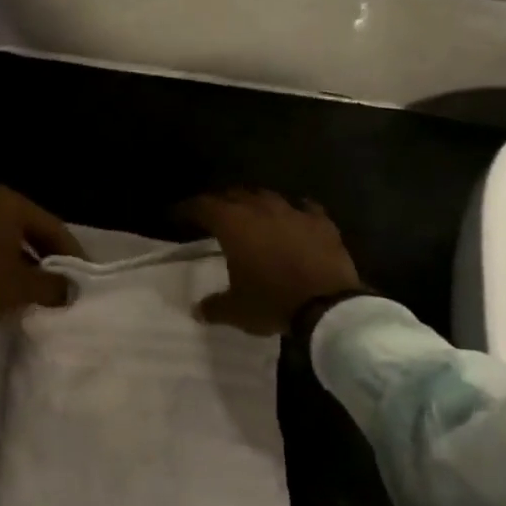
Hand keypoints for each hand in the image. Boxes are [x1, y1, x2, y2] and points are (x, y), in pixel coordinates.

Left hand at [0, 185, 83, 324]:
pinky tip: (19, 288)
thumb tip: (72, 291)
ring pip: (14, 242)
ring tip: (46, 289)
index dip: (72, 254)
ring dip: (30, 264)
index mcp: (11, 203)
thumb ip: (55, 285)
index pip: (54, 227)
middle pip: (34, 232)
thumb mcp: (25, 286)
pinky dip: (9, 266)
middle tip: (68, 282)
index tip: (86, 277)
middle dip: (51, 258)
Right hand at [179, 189, 362, 334]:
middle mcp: (260, 209)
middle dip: (220, 202)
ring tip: (251, 213)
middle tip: (213, 214)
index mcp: (233, 224)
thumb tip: (197, 310)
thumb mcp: (236, 310)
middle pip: (234, 194)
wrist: (328, 305)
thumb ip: (214, 306)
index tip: (177, 215)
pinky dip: (294, 211)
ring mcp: (293, 211)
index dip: (187, 209)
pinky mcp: (321, 221)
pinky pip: (304, 207)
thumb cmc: (273, 302)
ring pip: (267, 196)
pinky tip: (294, 217)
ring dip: (255, 202)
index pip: (202, 205)